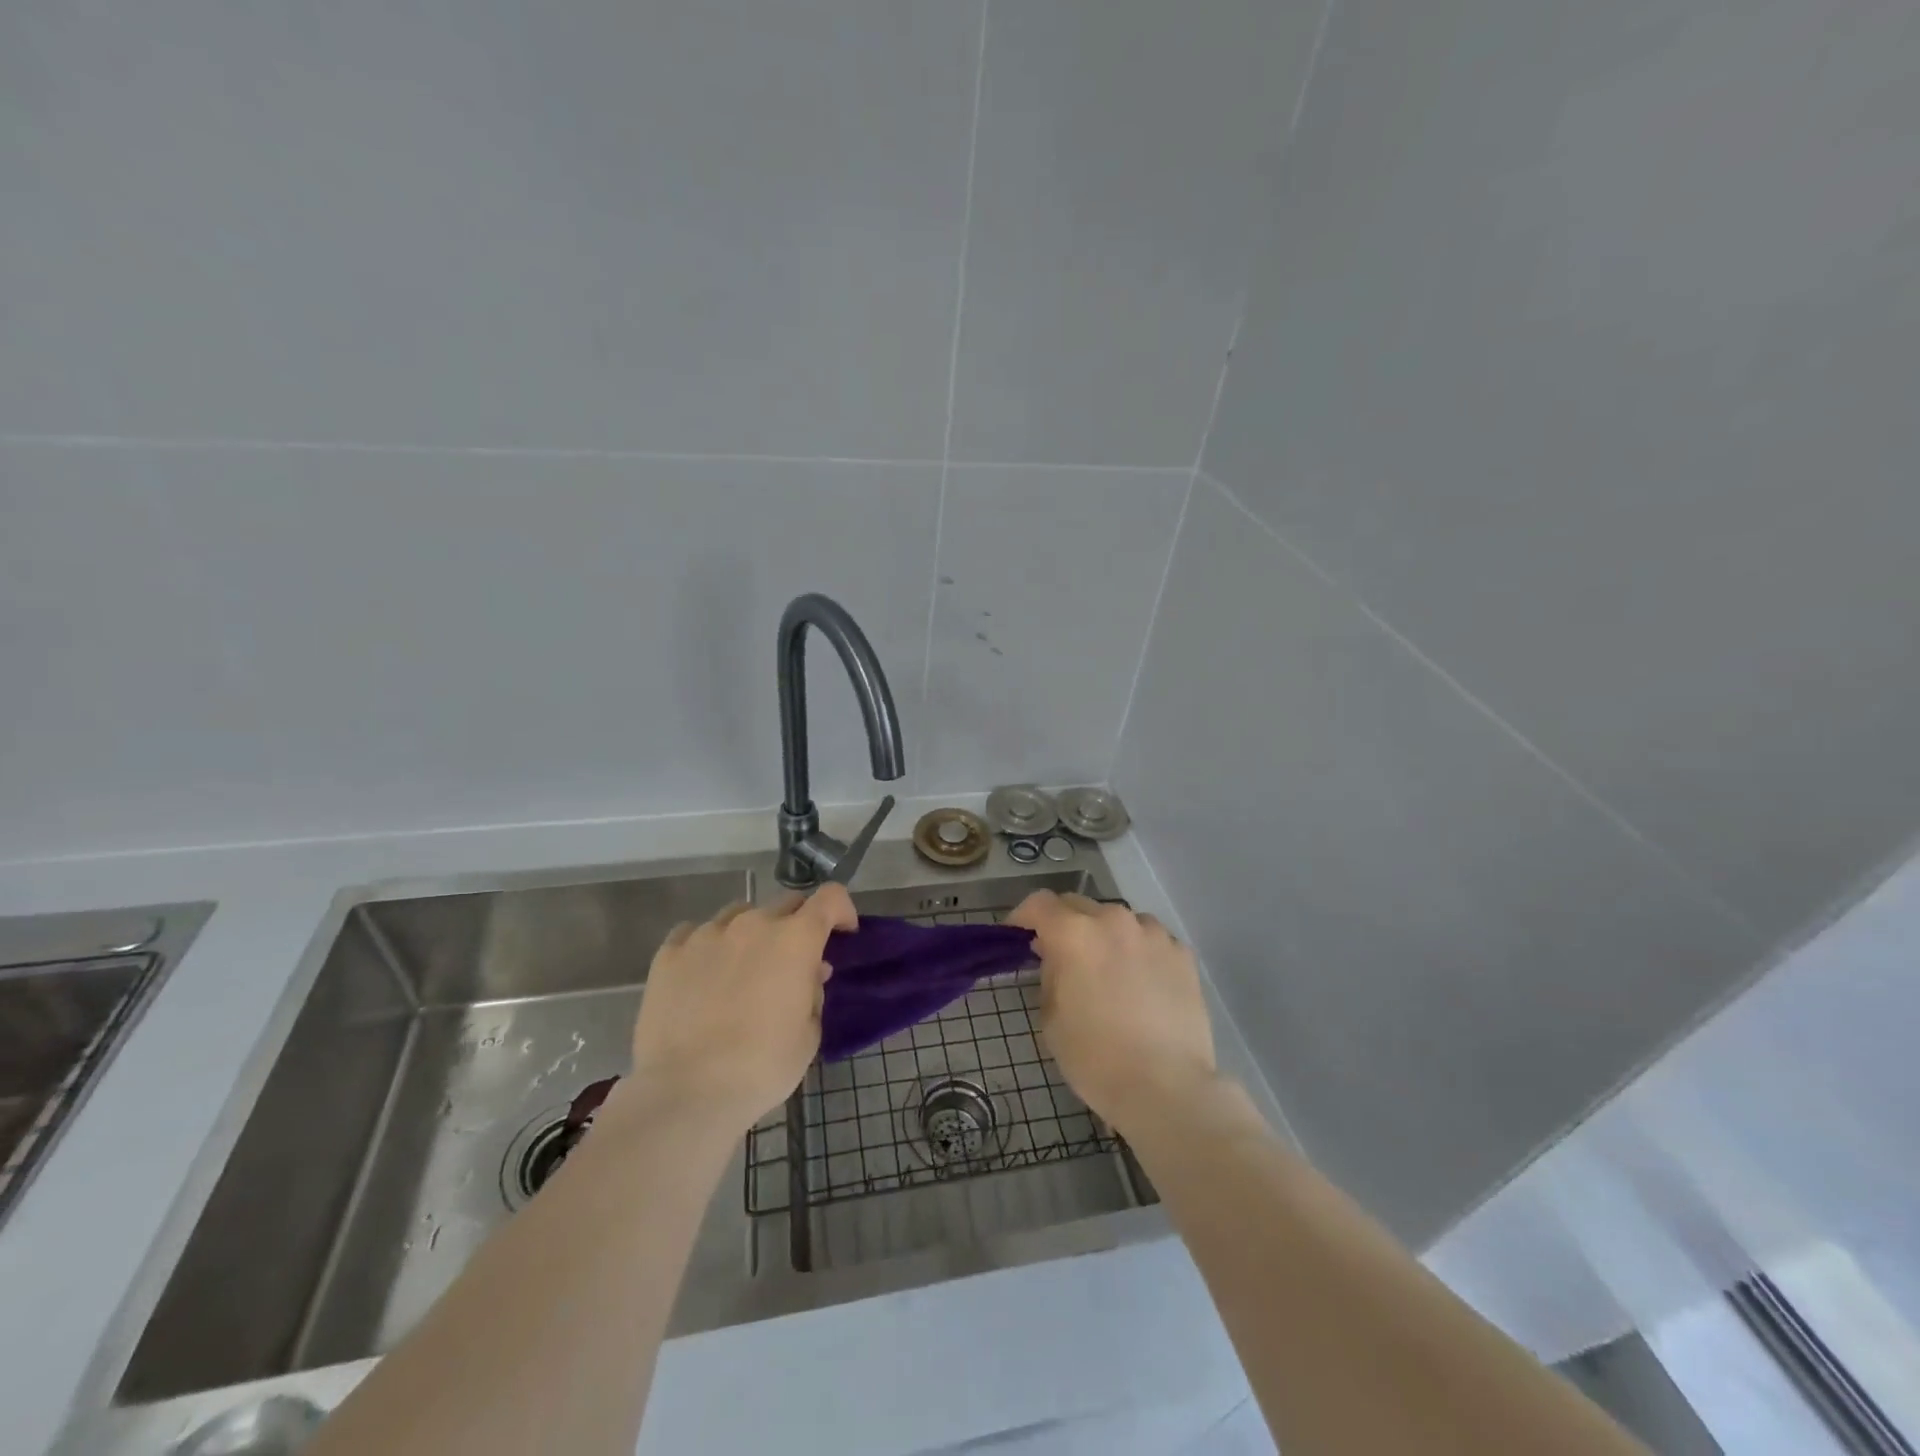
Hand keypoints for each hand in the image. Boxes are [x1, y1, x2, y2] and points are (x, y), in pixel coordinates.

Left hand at [625, 887, 855, 1136]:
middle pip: (786, 904)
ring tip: (743, 969)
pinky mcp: (669, 953)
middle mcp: (753, 924)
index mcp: (796, 939)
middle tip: (792, 963)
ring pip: (739, 914)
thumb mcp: (808, 1035)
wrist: (686, 1092)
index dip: (841, 911)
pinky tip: (702, 975)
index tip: (842, 934)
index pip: (830, 898)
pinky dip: (707, 947)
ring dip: (751, 933)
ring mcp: (707, 934)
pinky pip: (695, 933)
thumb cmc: (762, 1067)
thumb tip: (810, 974)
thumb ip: (814, 994)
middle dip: (797, 925)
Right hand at [1008, 891, 1216, 1135]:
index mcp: (1074, 934)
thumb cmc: (1096, 1058)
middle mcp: (1113, 921)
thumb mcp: (1051, 1018)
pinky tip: (1141, 982)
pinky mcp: (1182, 953)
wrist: (1167, 1087)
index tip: (1019, 936)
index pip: (1039, 903)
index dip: (1023, 917)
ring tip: (1107, 969)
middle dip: (1063, 924)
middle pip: (1078, 905)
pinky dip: (1138, 951)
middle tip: (1061, 955)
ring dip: (1104, 935)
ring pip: (1118, 920)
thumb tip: (1057, 958)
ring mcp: (1153, 934)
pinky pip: (1150, 939)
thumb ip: (1049, 975)